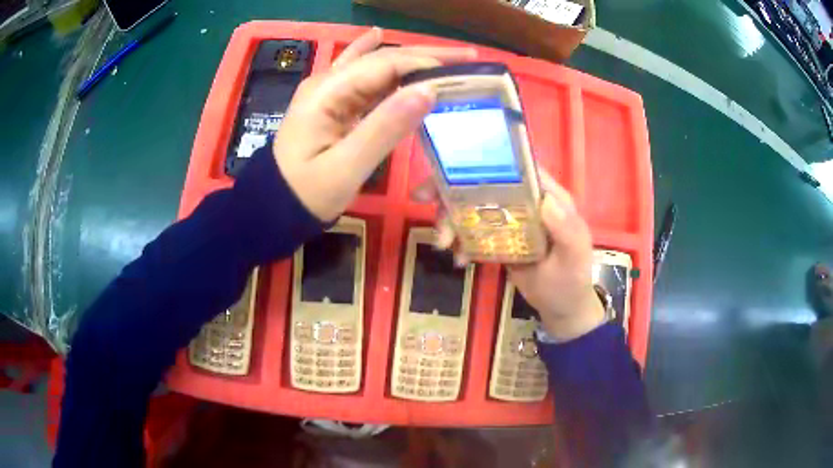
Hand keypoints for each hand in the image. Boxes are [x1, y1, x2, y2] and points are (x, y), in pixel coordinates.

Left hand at [272, 28, 476, 220]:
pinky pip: (360, 78)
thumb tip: (429, 90)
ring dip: (410, 61)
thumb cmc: (305, 194)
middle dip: (425, 57)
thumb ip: (385, 127)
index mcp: (328, 91)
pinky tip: (377, 35)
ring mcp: (327, 93)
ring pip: (374, 67)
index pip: (386, 64)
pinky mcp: (331, 105)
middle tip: (467, 58)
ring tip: (445, 57)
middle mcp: (328, 83)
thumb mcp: (346, 167)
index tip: (465, 67)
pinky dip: (378, 63)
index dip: (427, 62)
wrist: (272, 208)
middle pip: (383, 60)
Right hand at [412, 170, 604, 340]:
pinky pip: (473, 231)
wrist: (561, 308)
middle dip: (453, 190)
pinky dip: (460, 240)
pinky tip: (459, 259)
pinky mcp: (499, 238)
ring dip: (451, 219)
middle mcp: (527, 201)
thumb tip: (545, 199)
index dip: (486, 162)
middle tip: (425, 202)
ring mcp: (511, 219)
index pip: (517, 167)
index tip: (453, 168)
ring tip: (442, 243)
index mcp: (548, 196)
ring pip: (474, 206)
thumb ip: (565, 228)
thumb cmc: (572, 280)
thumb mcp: (573, 255)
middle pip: (486, 183)